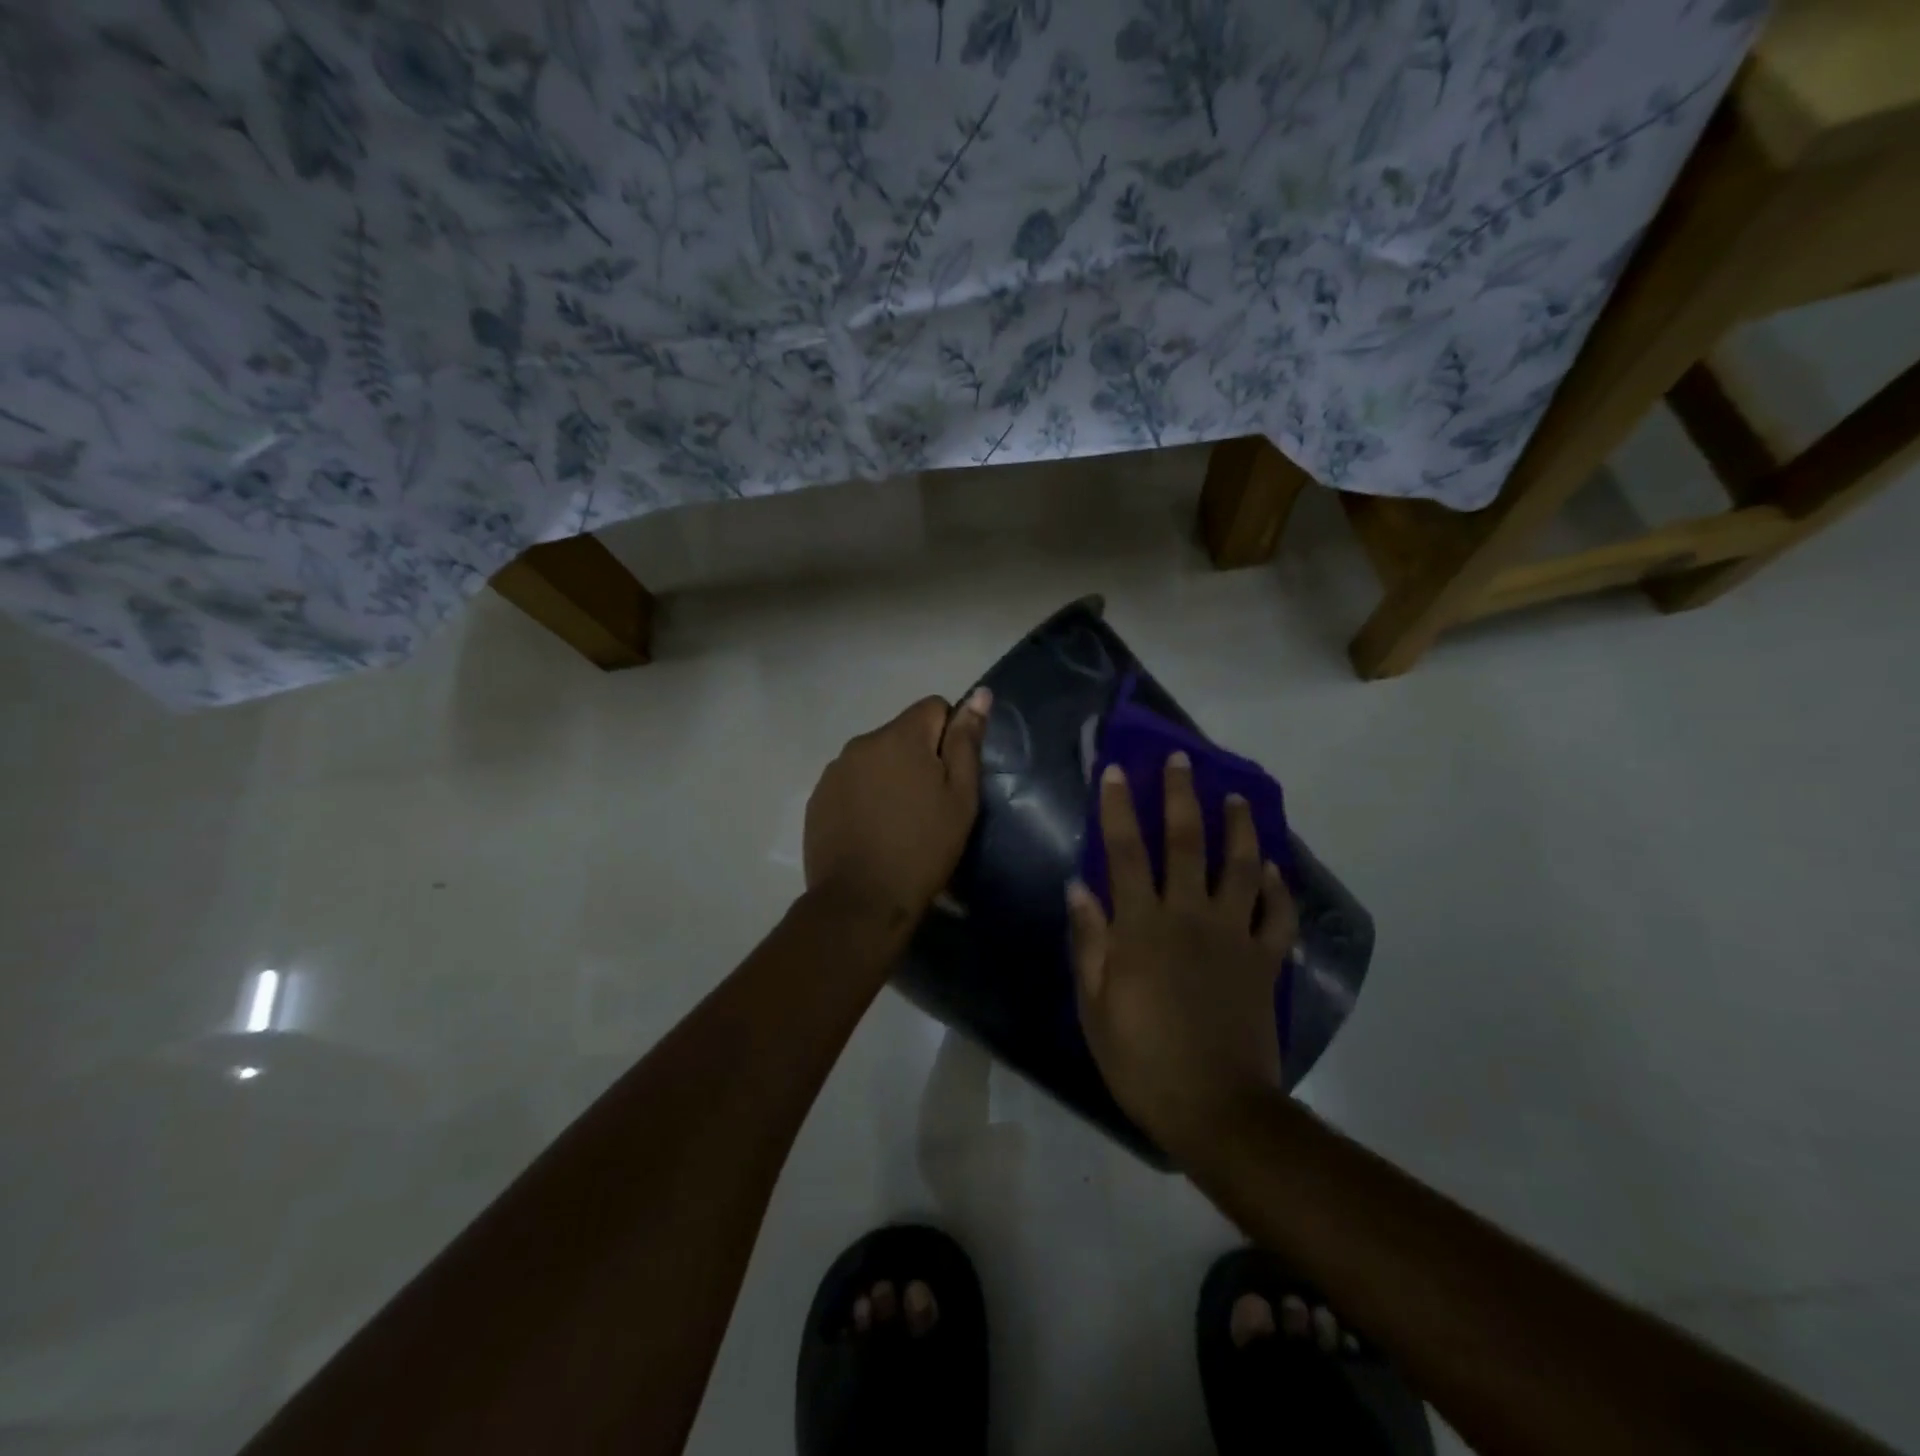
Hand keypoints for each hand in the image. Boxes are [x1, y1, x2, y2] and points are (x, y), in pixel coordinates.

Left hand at [803, 689, 991, 921]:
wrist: (861, 901)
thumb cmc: (923, 848)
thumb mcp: (960, 797)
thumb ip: (967, 742)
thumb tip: (979, 694)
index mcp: (900, 736)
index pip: (933, 707)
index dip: (950, 735)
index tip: (951, 775)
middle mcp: (861, 742)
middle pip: (902, 733)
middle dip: (919, 756)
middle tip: (930, 804)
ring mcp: (834, 770)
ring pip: (875, 758)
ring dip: (890, 775)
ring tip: (899, 821)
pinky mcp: (818, 798)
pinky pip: (851, 781)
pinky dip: (865, 795)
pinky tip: (872, 830)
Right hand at [1067, 752, 1297, 1155]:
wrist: (1215, 1107)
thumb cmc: (1141, 1058)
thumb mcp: (1094, 1005)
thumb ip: (1089, 941)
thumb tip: (1079, 887)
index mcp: (1142, 926)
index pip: (1126, 851)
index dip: (1119, 807)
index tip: (1117, 771)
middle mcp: (1190, 916)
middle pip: (1187, 843)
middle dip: (1182, 796)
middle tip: (1183, 760)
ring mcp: (1234, 936)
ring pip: (1240, 867)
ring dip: (1239, 828)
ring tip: (1237, 798)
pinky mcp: (1265, 961)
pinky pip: (1277, 915)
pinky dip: (1277, 889)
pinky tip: (1271, 869)